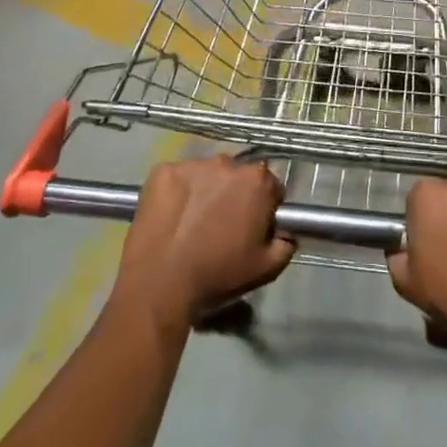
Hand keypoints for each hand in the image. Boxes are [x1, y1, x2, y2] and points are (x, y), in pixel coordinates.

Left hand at [112, 156, 293, 331]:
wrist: (160, 283)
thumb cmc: (218, 274)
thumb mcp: (266, 268)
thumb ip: (286, 244)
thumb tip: (285, 232)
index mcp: (257, 180)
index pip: (270, 186)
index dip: (263, 207)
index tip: (252, 226)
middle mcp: (227, 162)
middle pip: (237, 176)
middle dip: (233, 194)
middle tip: (220, 225)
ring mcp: (192, 164)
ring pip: (206, 174)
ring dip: (205, 190)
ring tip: (192, 222)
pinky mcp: (162, 171)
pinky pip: (177, 178)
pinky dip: (177, 192)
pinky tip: (172, 217)